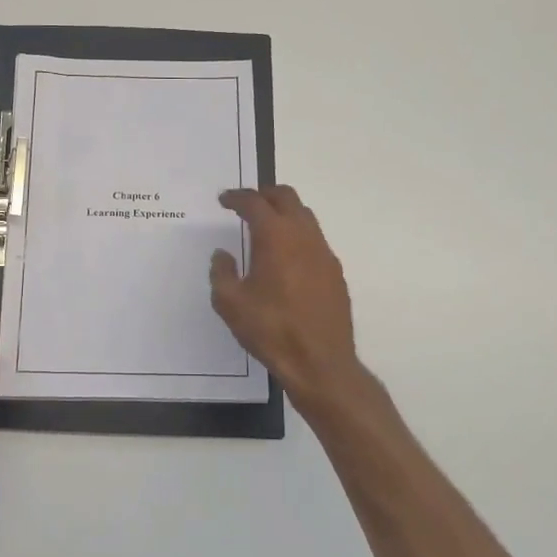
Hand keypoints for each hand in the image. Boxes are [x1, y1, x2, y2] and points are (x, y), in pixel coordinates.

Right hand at [210, 186, 364, 411]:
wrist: (320, 362)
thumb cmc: (271, 330)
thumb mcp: (230, 303)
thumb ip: (221, 273)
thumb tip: (223, 255)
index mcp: (275, 237)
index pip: (255, 203)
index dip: (237, 198)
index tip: (224, 200)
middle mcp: (304, 236)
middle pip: (287, 198)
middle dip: (265, 194)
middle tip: (247, 203)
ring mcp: (324, 253)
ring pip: (305, 217)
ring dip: (284, 213)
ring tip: (266, 227)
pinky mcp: (335, 272)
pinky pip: (315, 240)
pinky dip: (298, 236)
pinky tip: (287, 257)